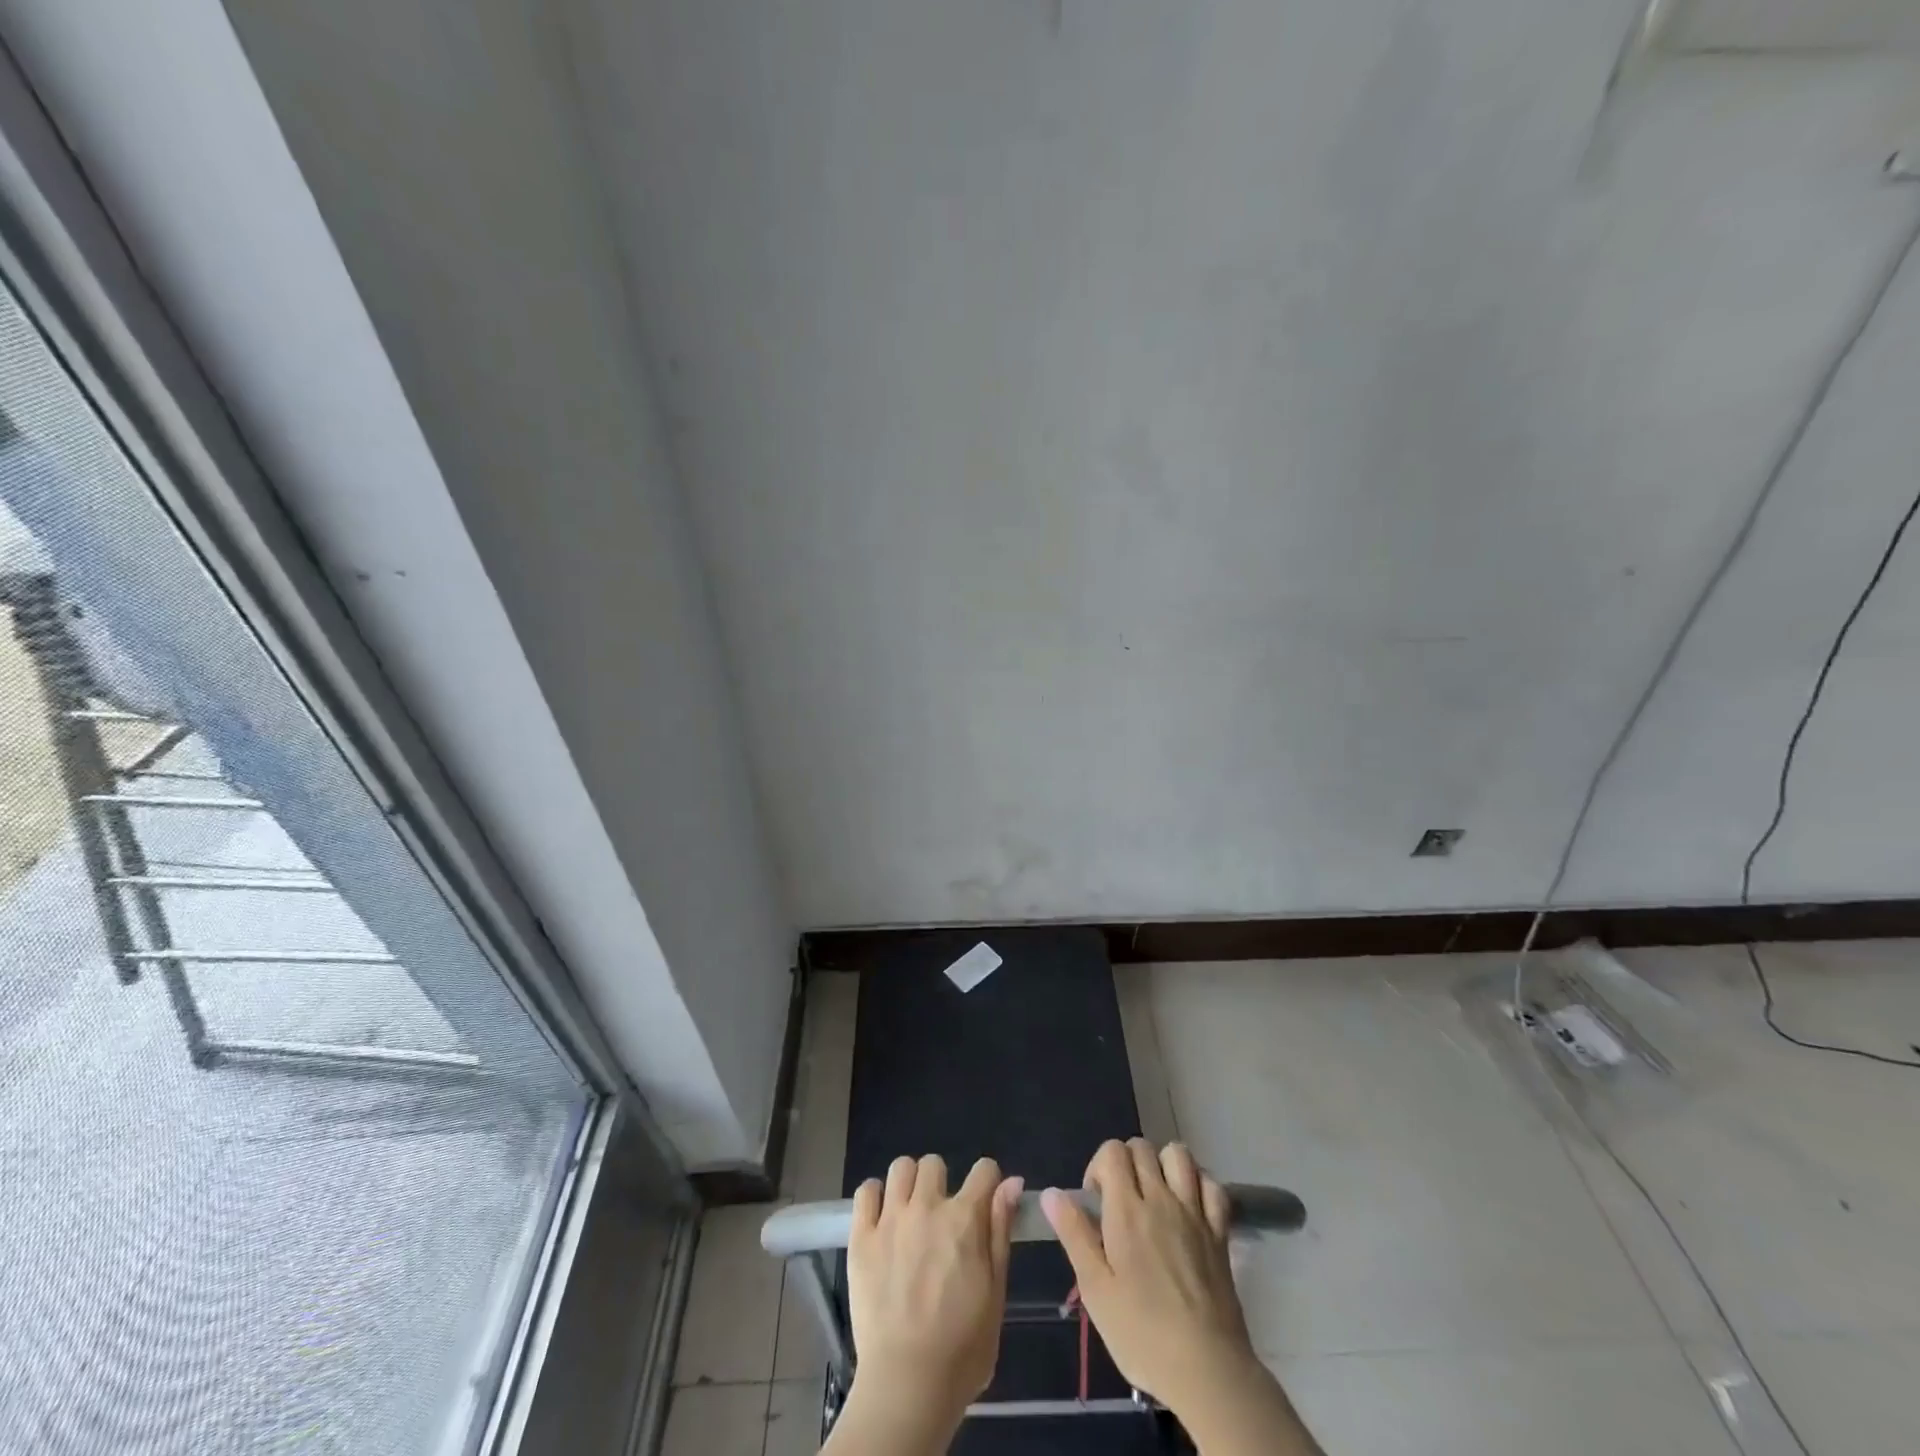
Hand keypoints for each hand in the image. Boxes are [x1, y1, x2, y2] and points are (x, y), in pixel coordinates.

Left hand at [845, 1154, 1023, 1422]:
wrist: (907, 1384)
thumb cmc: (962, 1348)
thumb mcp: (996, 1293)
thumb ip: (1000, 1232)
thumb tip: (1011, 1182)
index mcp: (965, 1219)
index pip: (984, 1170)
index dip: (988, 1182)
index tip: (983, 1202)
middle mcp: (927, 1207)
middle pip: (934, 1164)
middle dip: (941, 1184)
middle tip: (940, 1218)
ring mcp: (891, 1219)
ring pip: (900, 1167)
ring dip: (908, 1184)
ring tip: (909, 1214)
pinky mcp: (861, 1237)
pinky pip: (865, 1191)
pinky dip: (874, 1197)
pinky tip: (881, 1219)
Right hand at [1042, 1139, 1257, 1413]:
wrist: (1207, 1370)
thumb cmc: (1142, 1334)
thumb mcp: (1095, 1290)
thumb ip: (1074, 1234)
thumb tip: (1051, 1193)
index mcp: (1126, 1210)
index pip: (1112, 1151)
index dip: (1098, 1166)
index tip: (1095, 1200)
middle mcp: (1161, 1199)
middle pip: (1142, 1147)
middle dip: (1126, 1162)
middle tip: (1120, 1200)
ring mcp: (1194, 1212)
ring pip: (1179, 1154)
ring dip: (1163, 1164)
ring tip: (1154, 1194)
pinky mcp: (1220, 1232)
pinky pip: (1212, 1185)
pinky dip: (1199, 1184)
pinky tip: (1189, 1205)